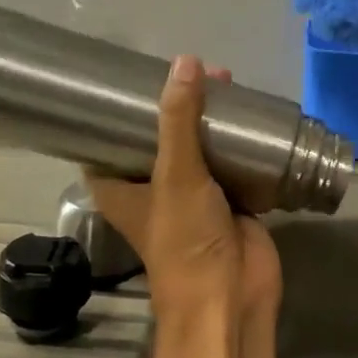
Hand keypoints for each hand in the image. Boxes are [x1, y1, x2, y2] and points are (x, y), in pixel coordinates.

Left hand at [85, 56, 281, 357]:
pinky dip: (240, 146)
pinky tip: (251, 117)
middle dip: (177, 108)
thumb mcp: (176, 174)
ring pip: (199, 151)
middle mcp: (154, 190)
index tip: (129, 78)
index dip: (114, 113)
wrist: (231, 295)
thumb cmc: (186, 240)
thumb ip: (180, 119)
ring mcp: (194, 197)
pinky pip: (232, 166)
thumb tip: (185, 62)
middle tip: (196, 73)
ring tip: (225, 84)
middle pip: (160, 139)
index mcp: (122, 188)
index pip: (106, 143)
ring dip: (210, 124)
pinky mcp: (230, 203)